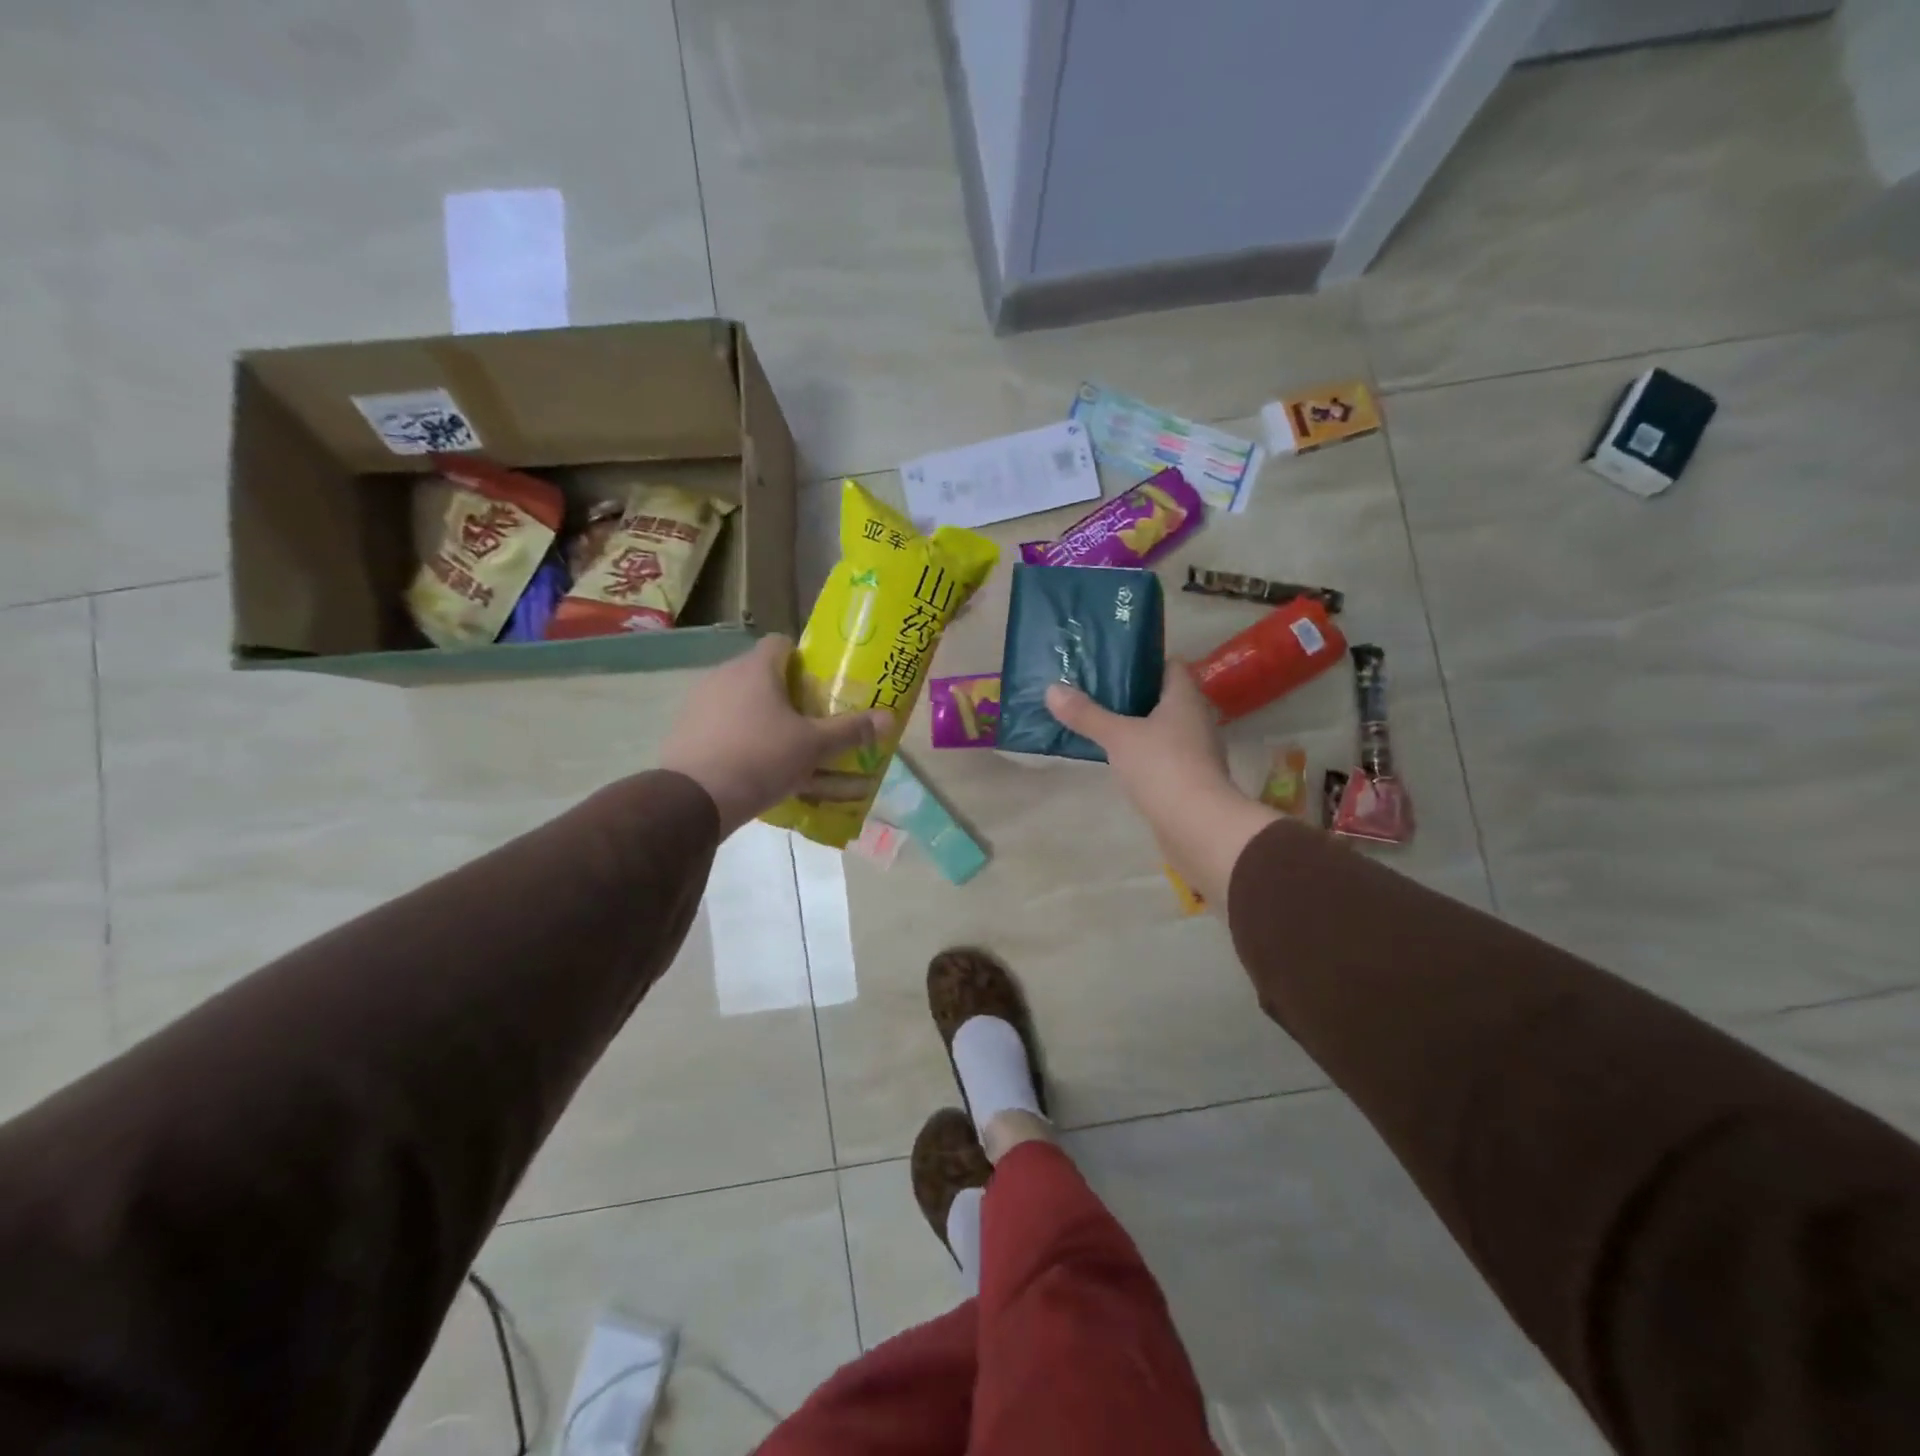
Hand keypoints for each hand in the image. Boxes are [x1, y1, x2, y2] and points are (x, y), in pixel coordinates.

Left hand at [661, 636, 891, 835]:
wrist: (693, 799)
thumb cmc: (760, 758)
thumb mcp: (813, 746)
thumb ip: (850, 731)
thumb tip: (890, 718)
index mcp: (756, 669)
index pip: (782, 643)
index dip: (804, 659)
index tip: (820, 683)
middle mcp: (724, 676)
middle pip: (762, 675)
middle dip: (788, 695)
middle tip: (810, 719)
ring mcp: (699, 704)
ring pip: (741, 703)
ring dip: (763, 719)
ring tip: (785, 748)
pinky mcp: (685, 732)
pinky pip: (722, 728)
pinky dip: (739, 740)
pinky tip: (755, 767)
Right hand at [1046, 663, 1279, 906]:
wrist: (1198, 825)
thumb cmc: (1162, 767)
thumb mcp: (1118, 737)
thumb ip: (1086, 714)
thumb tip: (1051, 689)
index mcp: (1185, 698)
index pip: (1170, 666)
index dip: (1144, 661)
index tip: (1114, 663)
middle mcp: (1197, 719)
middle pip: (1166, 697)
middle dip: (1135, 694)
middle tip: (1098, 692)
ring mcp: (1198, 751)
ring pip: (1165, 728)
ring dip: (1140, 726)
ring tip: (1104, 724)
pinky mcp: (1192, 779)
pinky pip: (1165, 756)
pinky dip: (1146, 754)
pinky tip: (1121, 760)